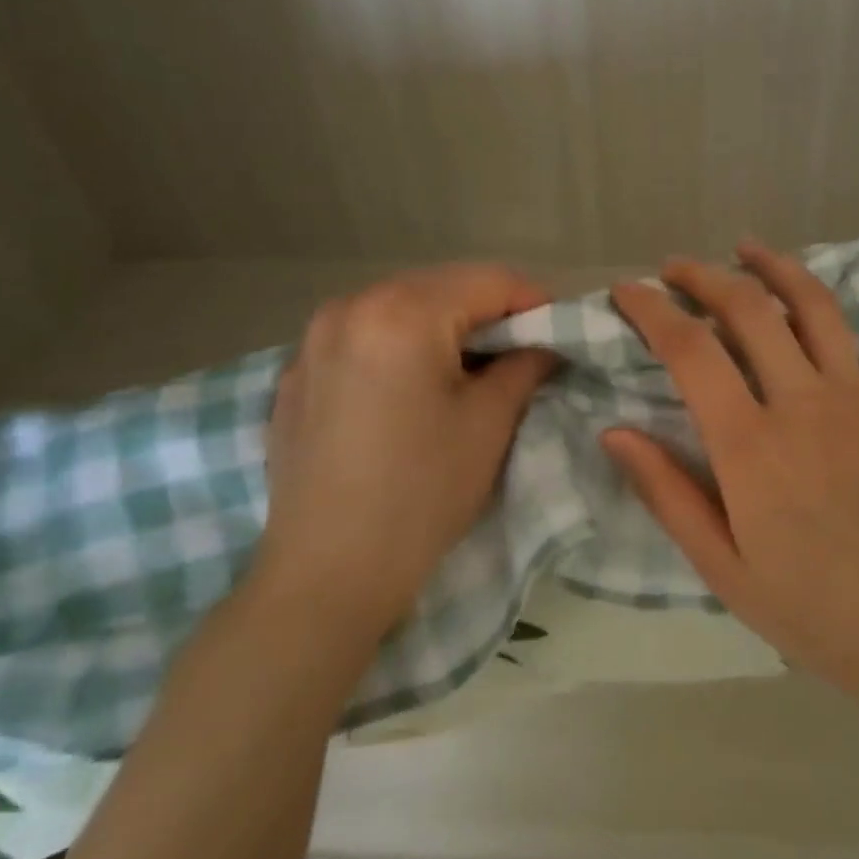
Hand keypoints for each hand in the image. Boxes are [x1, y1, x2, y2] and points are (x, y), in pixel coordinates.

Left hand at [258, 265, 556, 633]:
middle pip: (442, 287)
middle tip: (524, 351)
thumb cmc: (421, 494)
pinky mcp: (296, 374)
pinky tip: (415, 391)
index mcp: (401, 311)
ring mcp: (313, 340)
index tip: (562, 332)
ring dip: (445, 328)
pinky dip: (401, 348)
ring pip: (402, 309)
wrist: (325, 577)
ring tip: (473, 370)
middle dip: (490, 313)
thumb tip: (543, 345)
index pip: (489, 280)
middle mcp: (350, 307)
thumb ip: (526, 364)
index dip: (536, 302)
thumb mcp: (489, 422)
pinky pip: (364, 338)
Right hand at [602, 241, 858, 712]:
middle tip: (675, 268)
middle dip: (704, 277)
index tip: (626, 291)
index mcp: (749, 444)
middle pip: (747, 310)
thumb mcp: (721, 566)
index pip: (689, 350)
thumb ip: (667, 493)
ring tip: (746, 248)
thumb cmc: (812, 608)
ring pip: (814, 305)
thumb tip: (614, 431)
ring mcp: (858, 395)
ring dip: (777, 266)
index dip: (651, 310)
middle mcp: (802, 401)